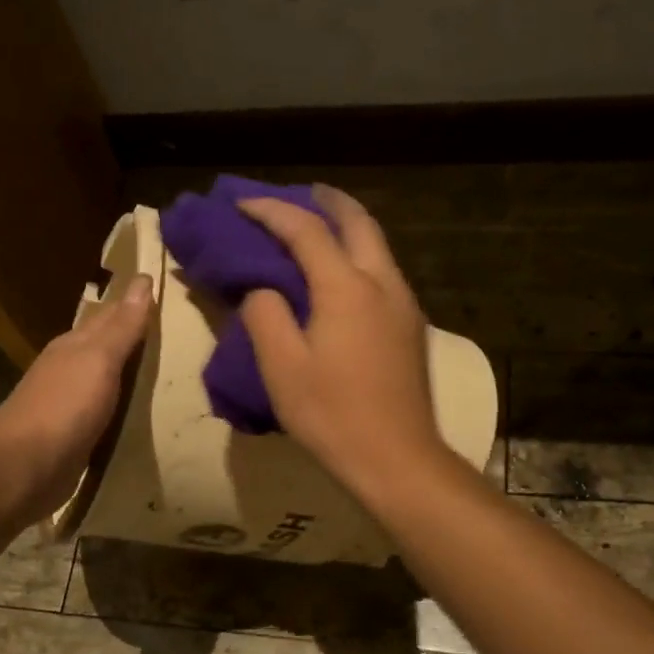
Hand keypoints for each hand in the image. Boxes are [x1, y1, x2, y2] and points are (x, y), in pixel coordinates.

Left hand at [0, 274, 152, 516]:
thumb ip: (122, 326)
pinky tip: (135, 411)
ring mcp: (68, 404)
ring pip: (103, 379)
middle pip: (104, 345)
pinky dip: (120, 406)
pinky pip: (104, 413)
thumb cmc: (65, 405)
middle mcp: (69, 369)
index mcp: (74, 346)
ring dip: (125, 372)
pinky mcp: (73, 436)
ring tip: (159, 368)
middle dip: (130, 335)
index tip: (158, 289)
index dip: (133, 303)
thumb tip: (142, 281)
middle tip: (168, 327)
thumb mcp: (99, 359)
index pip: (109, 315)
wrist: (26, 466)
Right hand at [238, 188, 446, 497]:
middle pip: (357, 221)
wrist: (395, 459)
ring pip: (377, 245)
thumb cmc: (332, 414)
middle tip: (297, 195)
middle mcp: (383, 283)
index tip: (241, 204)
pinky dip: (359, 255)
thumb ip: (265, 315)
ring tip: (317, 228)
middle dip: (325, 201)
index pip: (305, 230)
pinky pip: (383, 272)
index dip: (270, 211)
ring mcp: (404, 305)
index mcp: (347, 287)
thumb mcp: (281, 367)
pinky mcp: (412, 328)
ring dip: (346, 227)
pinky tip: (342, 275)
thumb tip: (263, 289)